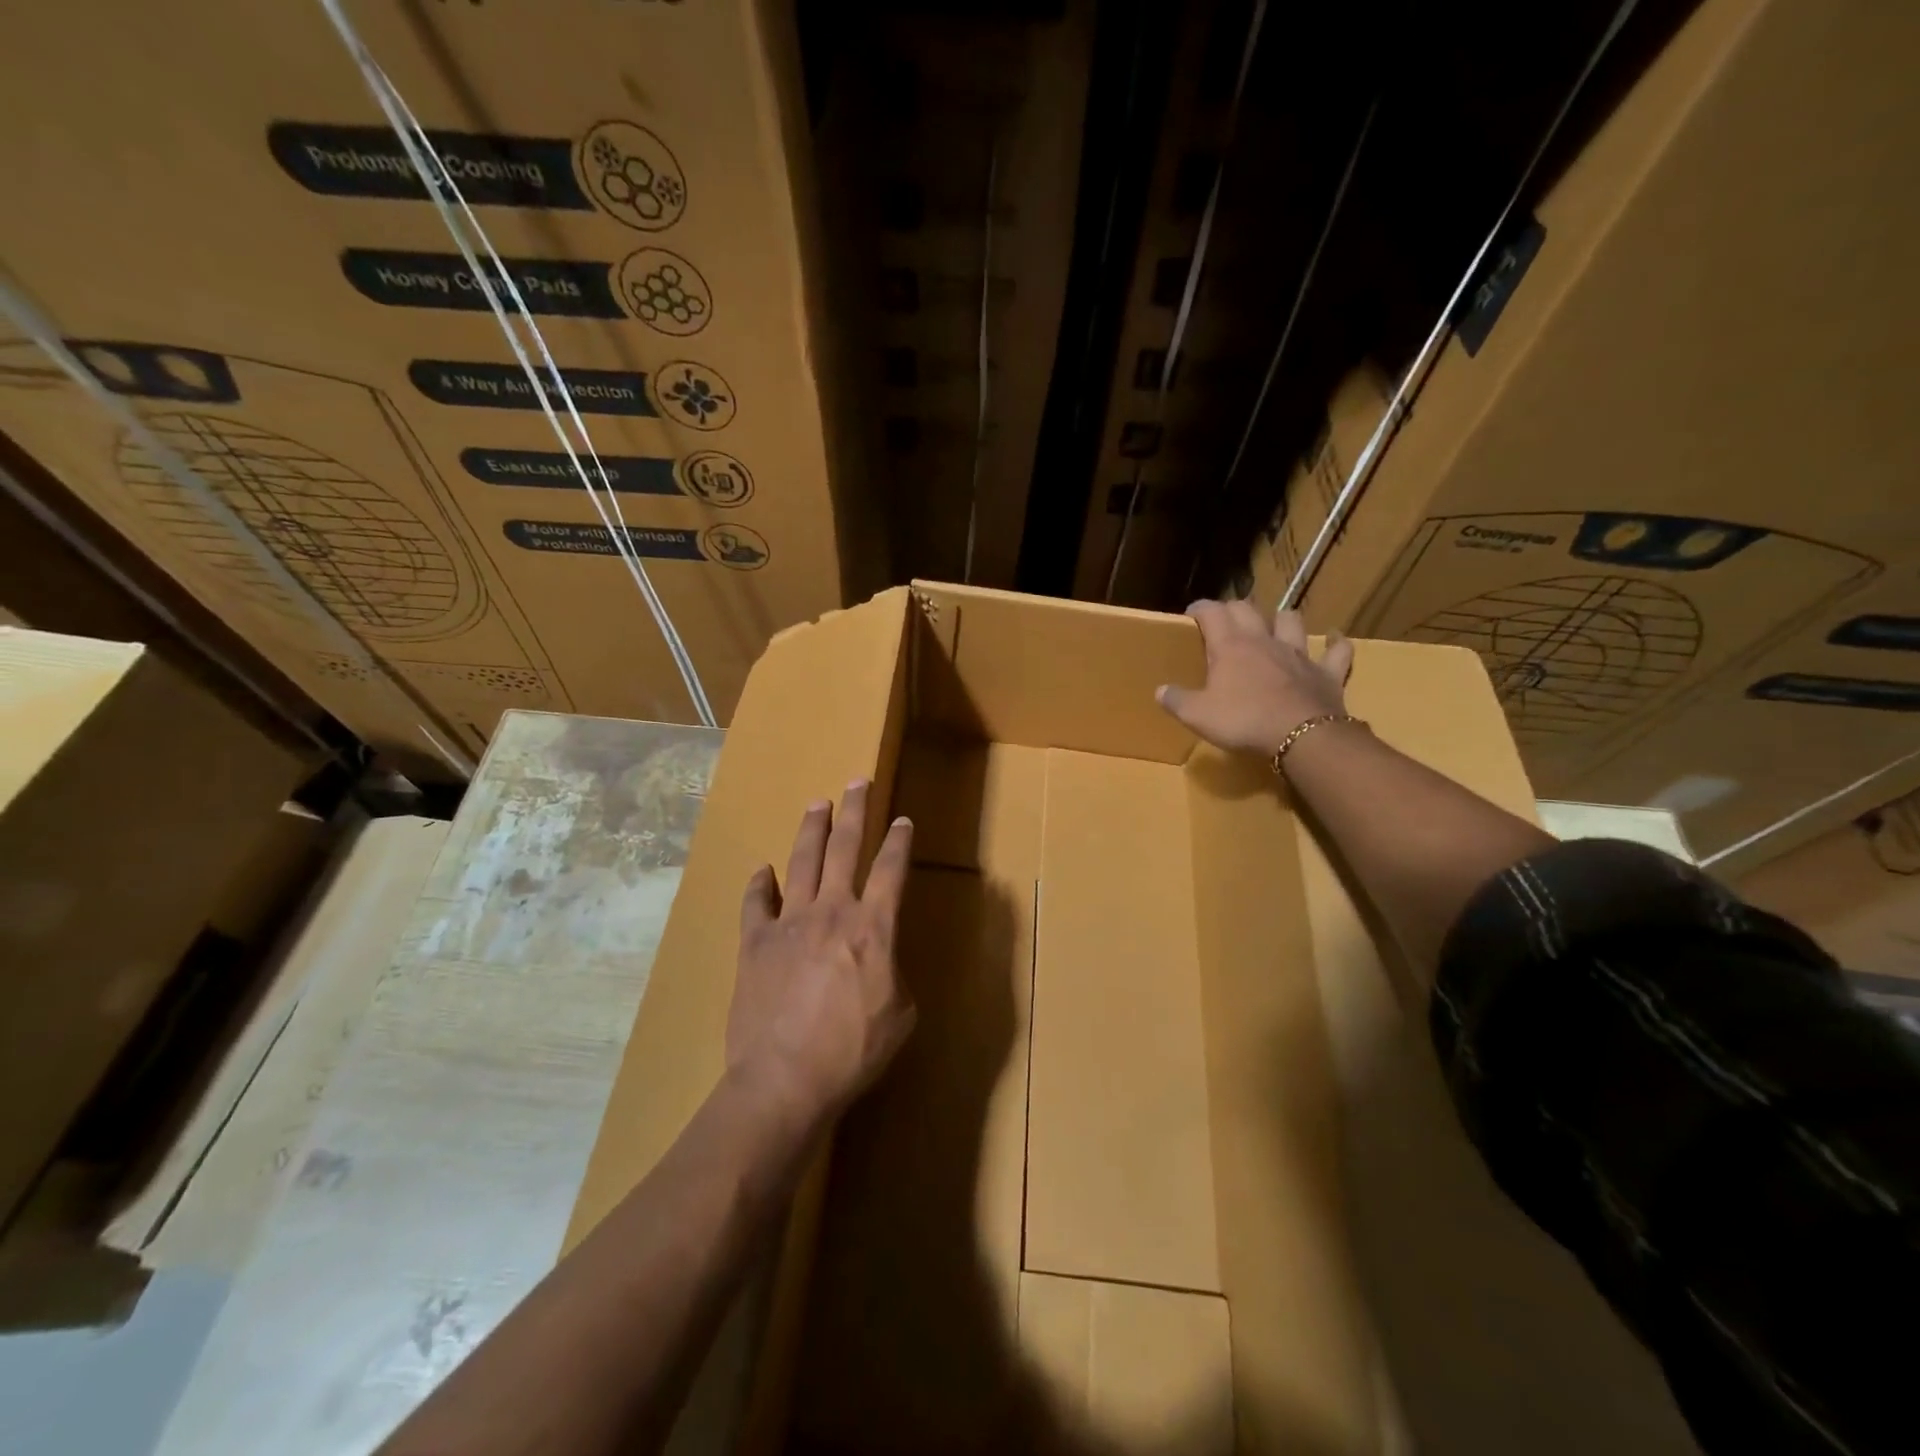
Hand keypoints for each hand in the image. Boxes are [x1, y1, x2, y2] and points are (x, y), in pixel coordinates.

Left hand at [728, 780, 915, 1127]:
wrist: (785, 1079)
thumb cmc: (853, 1052)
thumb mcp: (901, 1015)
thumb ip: (893, 973)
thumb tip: (880, 960)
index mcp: (873, 927)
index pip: (891, 869)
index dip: (900, 842)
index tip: (903, 820)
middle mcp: (832, 911)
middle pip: (845, 847)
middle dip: (855, 810)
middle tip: (857, 782)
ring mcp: (789, 923)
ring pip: (802, 861)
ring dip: (811, 830)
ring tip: (817, 804)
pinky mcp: (755, 942)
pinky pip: (756, 903)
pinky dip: (759, 884)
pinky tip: (762, 871)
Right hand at [1156, 601, 1353, 756]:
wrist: (1301, 736)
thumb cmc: (1244, 721)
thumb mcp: (1198, 715)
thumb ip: (1176, 700)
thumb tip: (1160, 691)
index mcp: (1230, 646)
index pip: (1212, 612)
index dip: (1200, 608)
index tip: (1191, 615)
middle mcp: (1263, 640)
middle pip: (1248, 609)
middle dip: (1234, 609)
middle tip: (1225, 620)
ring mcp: (1298, 653)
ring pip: (1291, 620)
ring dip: (1281, 619)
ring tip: (1274, 625)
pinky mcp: (1326, 672)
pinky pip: (1337, 651)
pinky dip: (1336, 643)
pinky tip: (1335, 639)